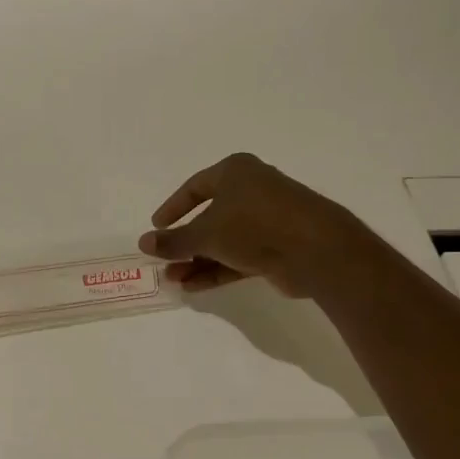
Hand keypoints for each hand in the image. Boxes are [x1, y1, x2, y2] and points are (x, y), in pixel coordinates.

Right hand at [140, 153, 363, 297]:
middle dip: (185, 243)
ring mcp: (266, 220)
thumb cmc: (254, 225)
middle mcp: (252, 191)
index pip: (195, 187)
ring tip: (173, 280)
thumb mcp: (205, 233)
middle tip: (164, 260)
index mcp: (235, 172)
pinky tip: (193, 286)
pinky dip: (216, 270)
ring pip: (223, 240)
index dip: (173, 208)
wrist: (316, 250)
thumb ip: (173, 241)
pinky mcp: (276, 247)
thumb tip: (143, 243)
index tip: (156, 227)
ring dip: (197, 260)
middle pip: (209, 217)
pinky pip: (238, 257)